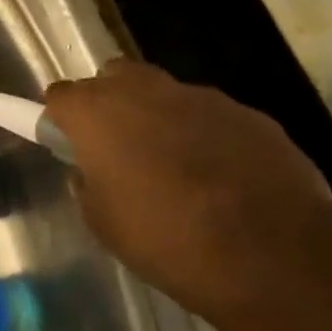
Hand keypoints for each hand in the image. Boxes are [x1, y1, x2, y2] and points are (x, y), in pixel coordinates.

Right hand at [44, 58, 331, 321]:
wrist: (271, 252)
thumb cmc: (166, 238)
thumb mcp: (104, 223)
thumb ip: (88, 186)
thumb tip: (90, 172)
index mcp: (96, 111)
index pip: (60, 95)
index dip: (62, 119)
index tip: (70, 144)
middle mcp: (143, 89)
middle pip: (112, 77)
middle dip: (110, 102)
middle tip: (118, 147)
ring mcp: (199, 96)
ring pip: (165, 93)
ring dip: (161, 118)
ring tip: (177, 167)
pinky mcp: (247, 113)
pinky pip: (212, 117)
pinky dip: (207, 137)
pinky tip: (223, 178)